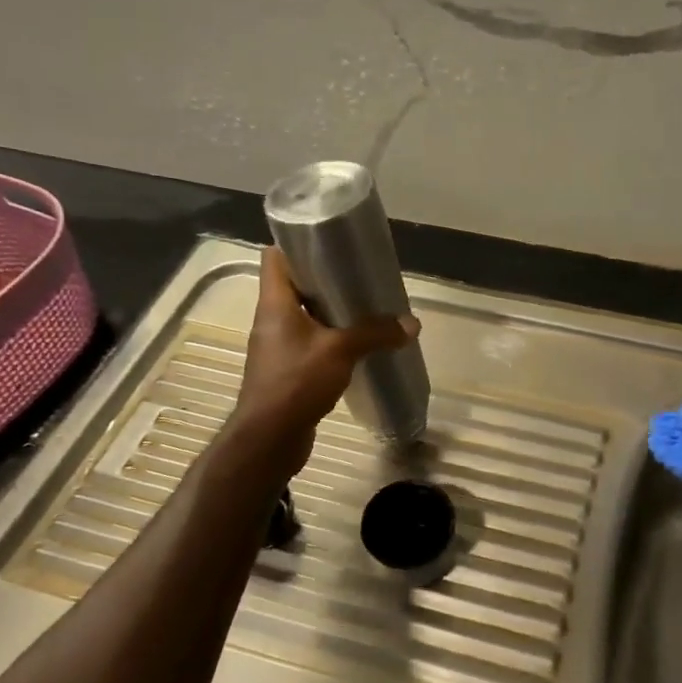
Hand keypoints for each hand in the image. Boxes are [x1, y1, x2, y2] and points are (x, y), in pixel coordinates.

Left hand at [229, 247, 418, 471]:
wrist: (269, 439)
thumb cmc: (296, 382)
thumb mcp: (340, 351)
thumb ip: (375, 333)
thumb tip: (412, 323)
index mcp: (275, 303)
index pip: (275, 257)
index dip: (297, 245)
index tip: (330, 243)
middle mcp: (272, 320)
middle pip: (295, 286)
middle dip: (326, 279)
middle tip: (359, 275)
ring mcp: (278, 346)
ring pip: (305, 316)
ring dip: (331, 311)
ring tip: (365, 307)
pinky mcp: (288, 370)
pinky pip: (311, 343)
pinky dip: (332, 339)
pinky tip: (359, 345)